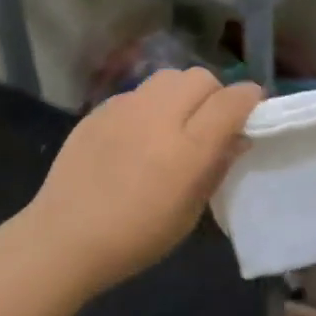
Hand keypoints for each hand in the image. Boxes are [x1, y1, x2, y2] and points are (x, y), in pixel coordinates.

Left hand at [25, 68, 262, 292]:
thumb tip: (237, 138)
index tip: (251, 114)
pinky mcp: (101, 108)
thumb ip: (217, 167)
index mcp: (188, 148)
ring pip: (169, 76)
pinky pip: (138, 92)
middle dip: (214, 94)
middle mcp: (160, 116)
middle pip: (202, 78)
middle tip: (209, 123)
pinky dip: (150, 104)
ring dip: (182, 93)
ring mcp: (126, 107)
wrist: (64, 238)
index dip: (249, 101)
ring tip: (174, 122)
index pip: (233, 100)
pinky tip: (138, 134)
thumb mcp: (189, 213)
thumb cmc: (135, 237)